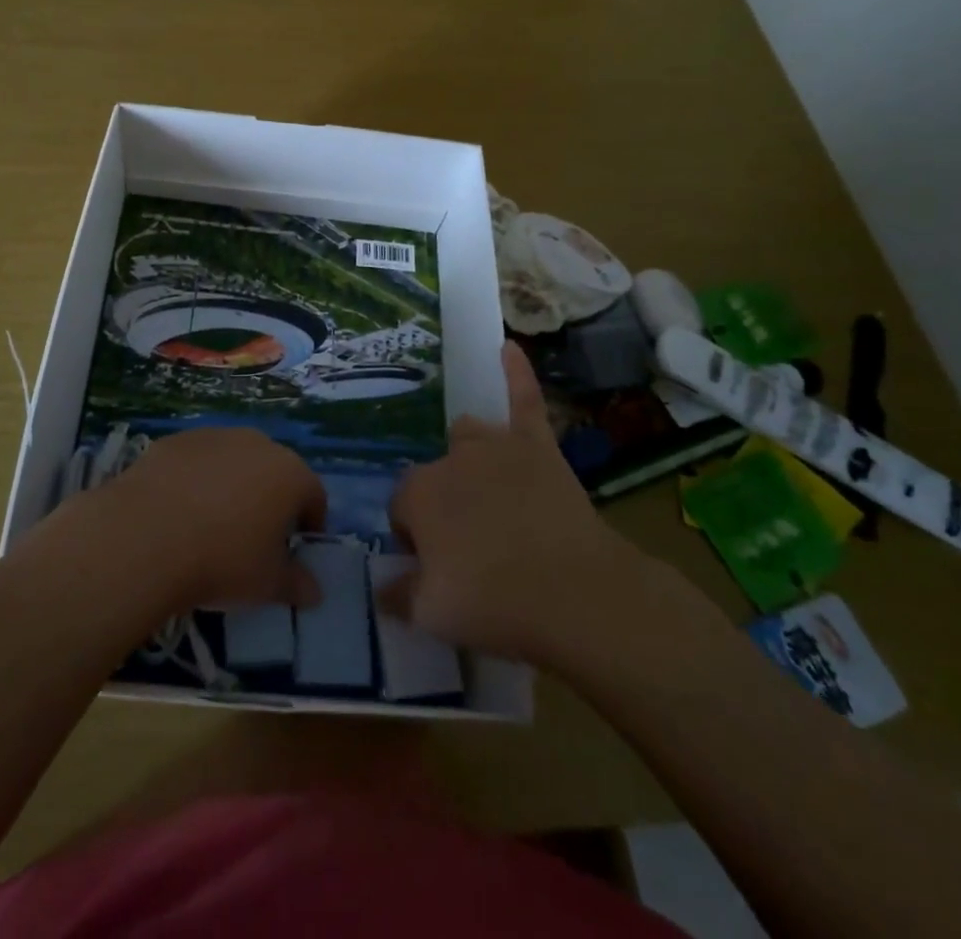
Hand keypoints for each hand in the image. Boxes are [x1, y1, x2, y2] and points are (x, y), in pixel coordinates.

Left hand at [96, 427, 326, 611]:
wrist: (146, 535)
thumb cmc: (222, 561)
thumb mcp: (267, 585)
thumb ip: (296, 585)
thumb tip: (314, 592)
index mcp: (290, 474)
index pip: (314, 496)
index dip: (309, 525)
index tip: (293, 552)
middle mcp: (258, 444)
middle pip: (274, 472)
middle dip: (270, 501)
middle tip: (253, 539)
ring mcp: (214, 436)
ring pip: (234, 461)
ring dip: (232, 486)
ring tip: (211, 525)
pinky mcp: (176, 440)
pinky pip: (197, 461)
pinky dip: (195, 480)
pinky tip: (178, 512)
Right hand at [384, 343, 656, 667]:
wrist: (576, 594)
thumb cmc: (494, 603)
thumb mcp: (430, 614)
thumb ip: (398, 594)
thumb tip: (384, 588)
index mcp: (418, 493)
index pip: (402, 510)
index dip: (417, 541)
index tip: (438, 570)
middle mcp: (450, 459)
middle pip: (436, 476)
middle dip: (444, 506)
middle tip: (471, 551)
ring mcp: (496, 446)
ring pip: (469, 436)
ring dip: (470, 458)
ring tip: (488, 494)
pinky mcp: (537, 445)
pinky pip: (524, 399)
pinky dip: (516, 373)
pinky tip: (508, 346)